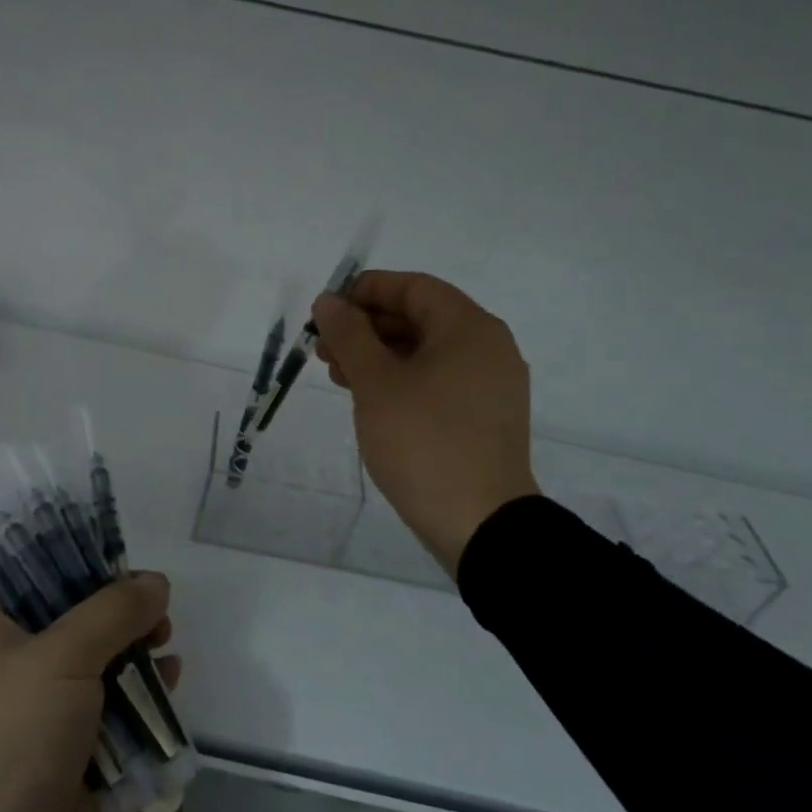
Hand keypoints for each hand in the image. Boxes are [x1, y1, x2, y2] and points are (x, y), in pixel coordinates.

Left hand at [0, 572, 180, 811]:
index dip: (75, 558)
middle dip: (118, 606)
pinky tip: (169, 680)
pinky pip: (110, 702)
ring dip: (134, 646)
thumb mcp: (63, 659)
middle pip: (72, 614)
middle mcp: (13, 662)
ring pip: (97, 657)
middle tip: (156, 605)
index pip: (30, 572)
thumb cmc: (18, 738)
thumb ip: (113, 611)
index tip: (121, 557)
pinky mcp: (70, 744)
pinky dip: (139, 689)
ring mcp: (42, 706)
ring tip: (166, 639)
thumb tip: (156, 582)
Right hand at [313, 270, 538, 575]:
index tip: (327, 311)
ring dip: (379, 356)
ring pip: (426, 353)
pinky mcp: (484, 417)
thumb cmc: (425, 442)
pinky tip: (370, 399)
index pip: (414, 287)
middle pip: (420, 319)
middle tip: (323, 349)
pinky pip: (438, 381)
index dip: (366, 291)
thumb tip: (328, 301)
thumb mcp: (376, 384)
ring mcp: (489, 385)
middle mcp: (487, 348)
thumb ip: (349, 335)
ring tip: (337, 376)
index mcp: (469, 328)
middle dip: (366, 328)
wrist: (480, 523)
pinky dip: (401, 380)